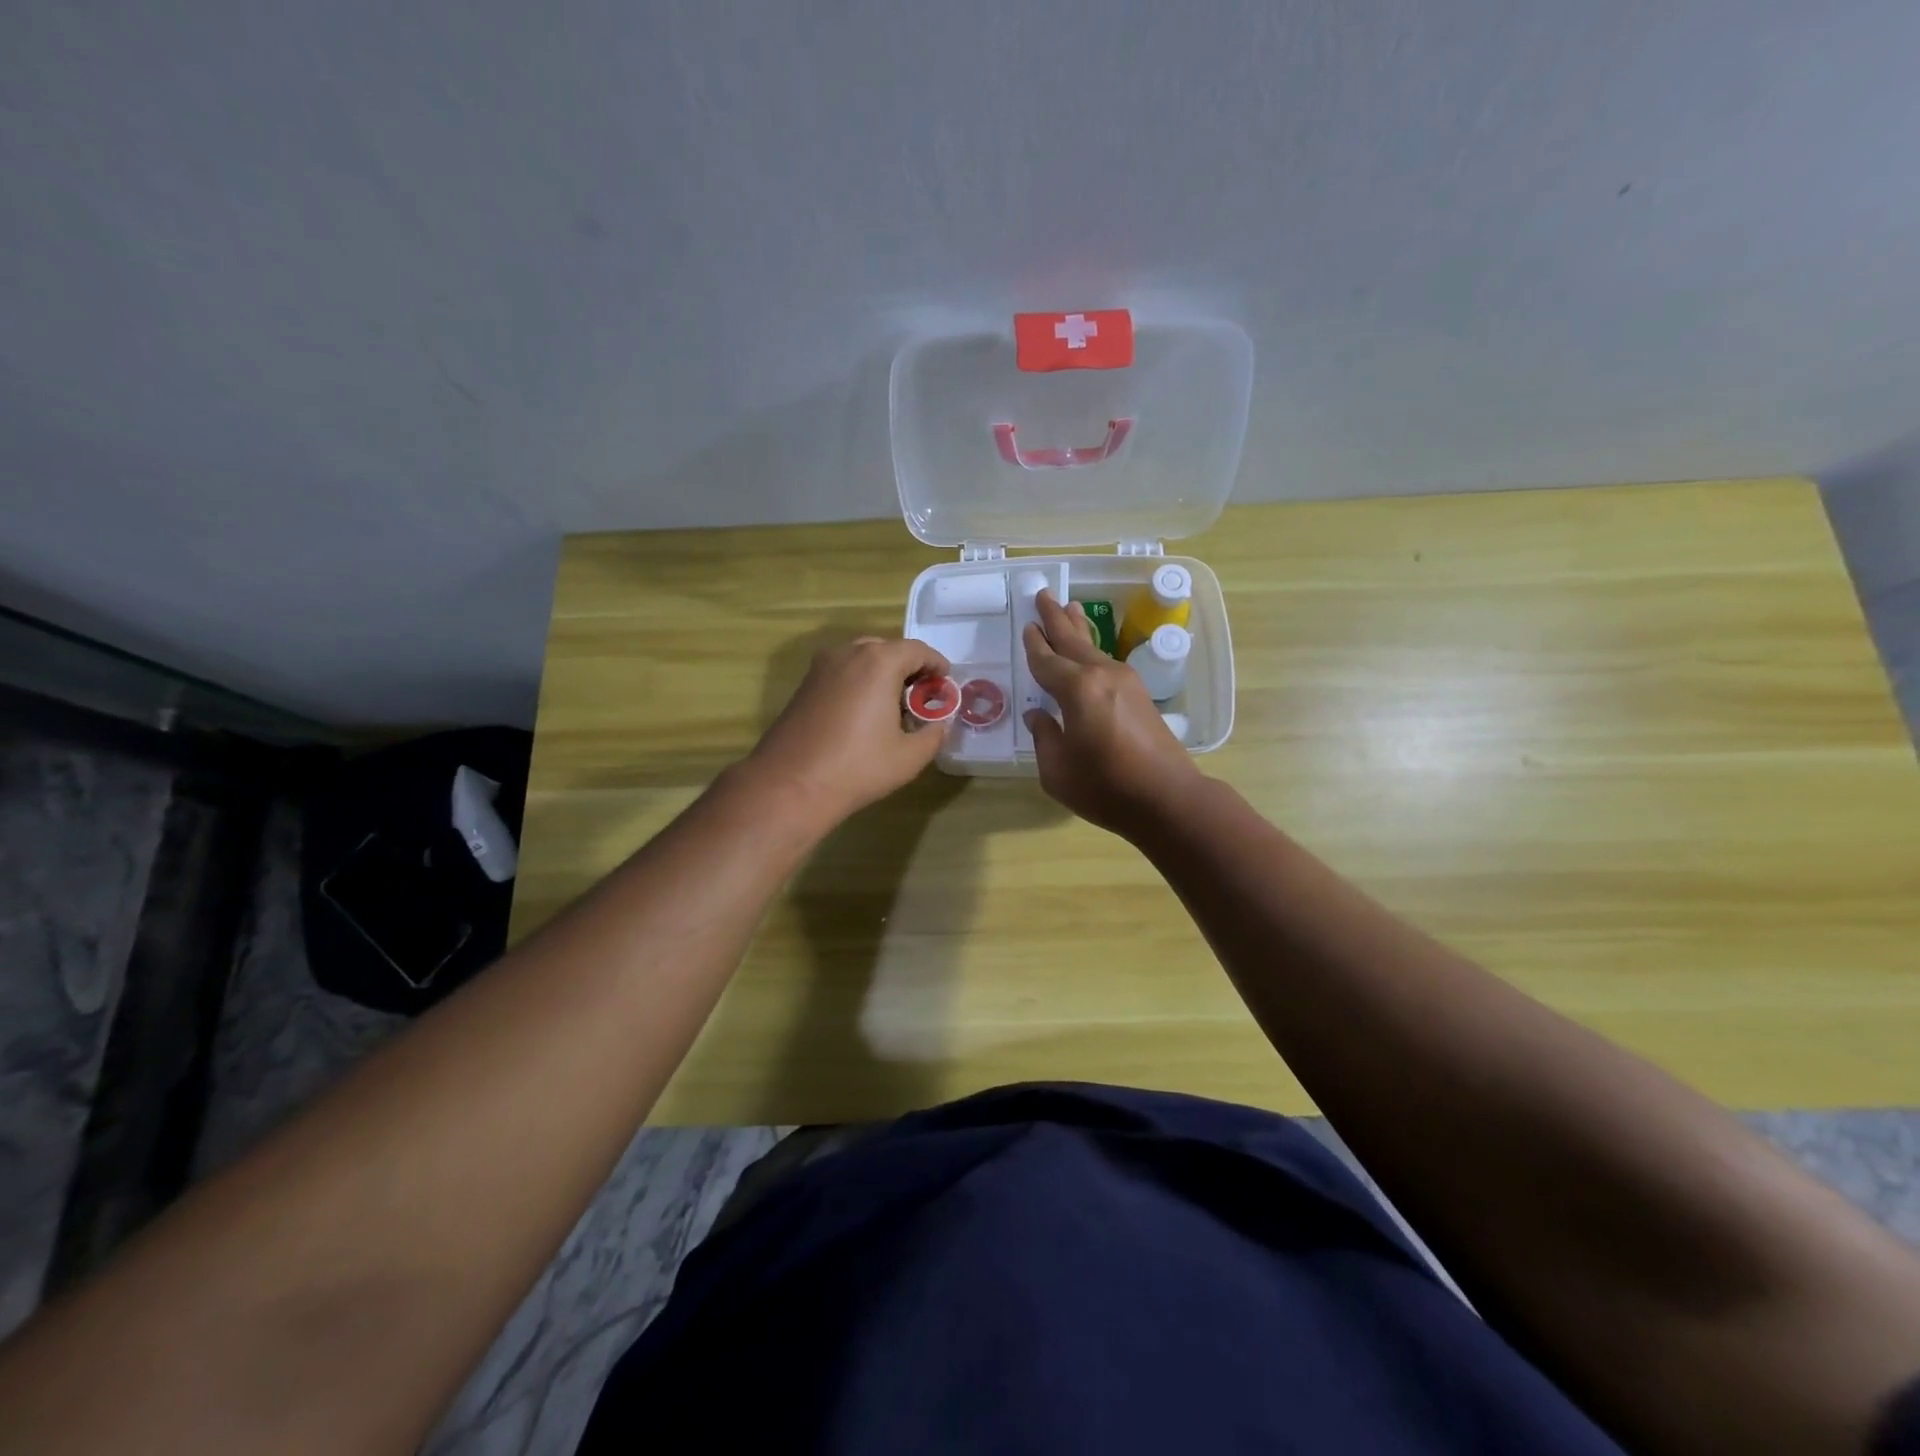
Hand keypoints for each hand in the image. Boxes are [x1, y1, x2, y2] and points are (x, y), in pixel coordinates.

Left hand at [745, 636, 950, 827]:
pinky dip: (860, 681)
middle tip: (922, 695)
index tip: (945, 682)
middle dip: (909, 668)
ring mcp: (821, 667)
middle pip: (888, 649)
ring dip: (883, 673)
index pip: (917, 650)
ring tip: (895, 705)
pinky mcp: (805, 684)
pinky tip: (865, 713)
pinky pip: (842, 671)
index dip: (936, 664)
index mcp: (878, 662)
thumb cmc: (857, 767)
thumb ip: (934, 734)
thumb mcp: (910, 756)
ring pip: (862, 658)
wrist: (791, 784)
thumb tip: (939, 724)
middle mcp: (848, 653)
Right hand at [1022, 591, 1201, 837]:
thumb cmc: (1106, 787)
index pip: (1046, 661)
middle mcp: (1101, 675)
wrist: (1167, 798)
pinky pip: (1106, 662)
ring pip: (1094, 647)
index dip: (1034, 645)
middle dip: (1055, 618)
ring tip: (1069, 607)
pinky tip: (1090, 651)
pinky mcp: (1139, 695)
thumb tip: (1040, 717)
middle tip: (1044, 594)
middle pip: (1072, 640)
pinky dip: (1093, 649)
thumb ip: (1045, 737)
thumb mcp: (1057, 770)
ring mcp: (1125, 682)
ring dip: (1078, 628)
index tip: (1027, 626)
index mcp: (1077, 689)